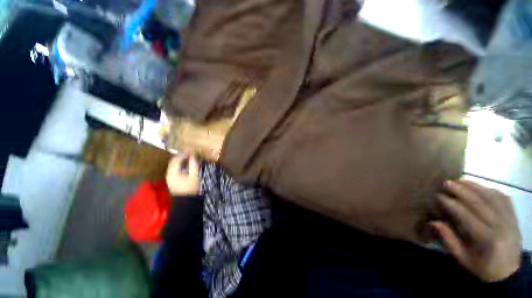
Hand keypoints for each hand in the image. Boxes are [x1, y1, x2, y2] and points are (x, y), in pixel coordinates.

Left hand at [166, 152, 199, 195]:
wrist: (186, 201)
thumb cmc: (191, 188)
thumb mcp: (194, 175)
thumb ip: (193, 164)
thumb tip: (193, 155)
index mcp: (173, 172)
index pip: (177, 159)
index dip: (184, 153)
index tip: (191, 149)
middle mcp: (169, 173)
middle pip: (173, 161)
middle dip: (181, 155)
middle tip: (189, 151)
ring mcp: (169, 177)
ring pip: (173, 164)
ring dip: (180, 159)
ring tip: (188, 155)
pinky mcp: (172, 179)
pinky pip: (174, 168)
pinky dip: (179, 163)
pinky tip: (185, 163)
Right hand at [429, 179, 521, 281]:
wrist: (508, 272)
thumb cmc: (482, 266)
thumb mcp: (463, 258)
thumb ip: (449, 239)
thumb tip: (433, 222)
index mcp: (487, 239)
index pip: (468, 216)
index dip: (452, 205)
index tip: (439, 196)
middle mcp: (501, 226)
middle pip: (481, 203)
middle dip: (462, 191)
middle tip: (447, 182)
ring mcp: (510, 220)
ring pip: (493, 197)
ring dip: (475, 186)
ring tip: (460, 180)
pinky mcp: (514, 216)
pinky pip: (503, 198)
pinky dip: (490, 189)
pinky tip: (480, 187)